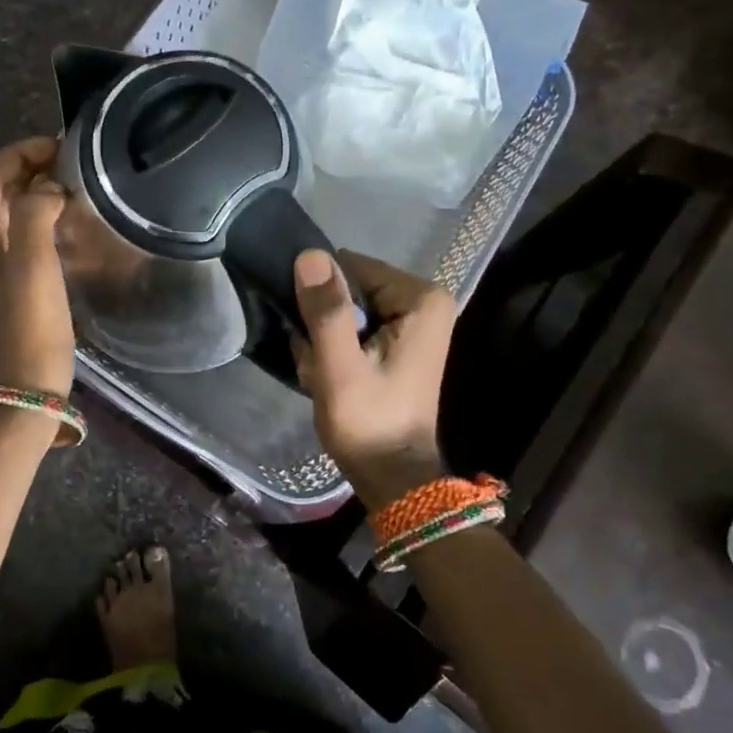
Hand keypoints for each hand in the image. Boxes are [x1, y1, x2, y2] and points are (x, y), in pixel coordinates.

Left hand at [0, 138, 74, 395]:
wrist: (22, 393)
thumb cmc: (29, 327)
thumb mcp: (33, 264)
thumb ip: (36, 213)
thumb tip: (49, 188)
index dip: (19, 152)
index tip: (60, 147)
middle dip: (29, 168)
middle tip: (73, 165)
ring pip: (8, 214)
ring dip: (36, 193)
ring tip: (75, 188)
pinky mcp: (8, 287)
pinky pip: (20, 237)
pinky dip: (40, 220)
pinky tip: (69, 227)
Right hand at [291, 249, 456, 508]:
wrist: (392, 477)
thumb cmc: (369, 422)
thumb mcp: (340, 367)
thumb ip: (327, 310)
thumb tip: (309, 254)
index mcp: (420, 298)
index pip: (349, 268)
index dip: (323, 301)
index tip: (318, 343)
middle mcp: (423, 301)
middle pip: (349, 289)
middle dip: (324, 324)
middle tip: (321, 364)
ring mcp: (413, 321)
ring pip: (345, 310)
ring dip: (326, 341)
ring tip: (325, 374)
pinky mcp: (399, 341)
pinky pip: (354, 328)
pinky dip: (336, 350)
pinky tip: (332, 378)